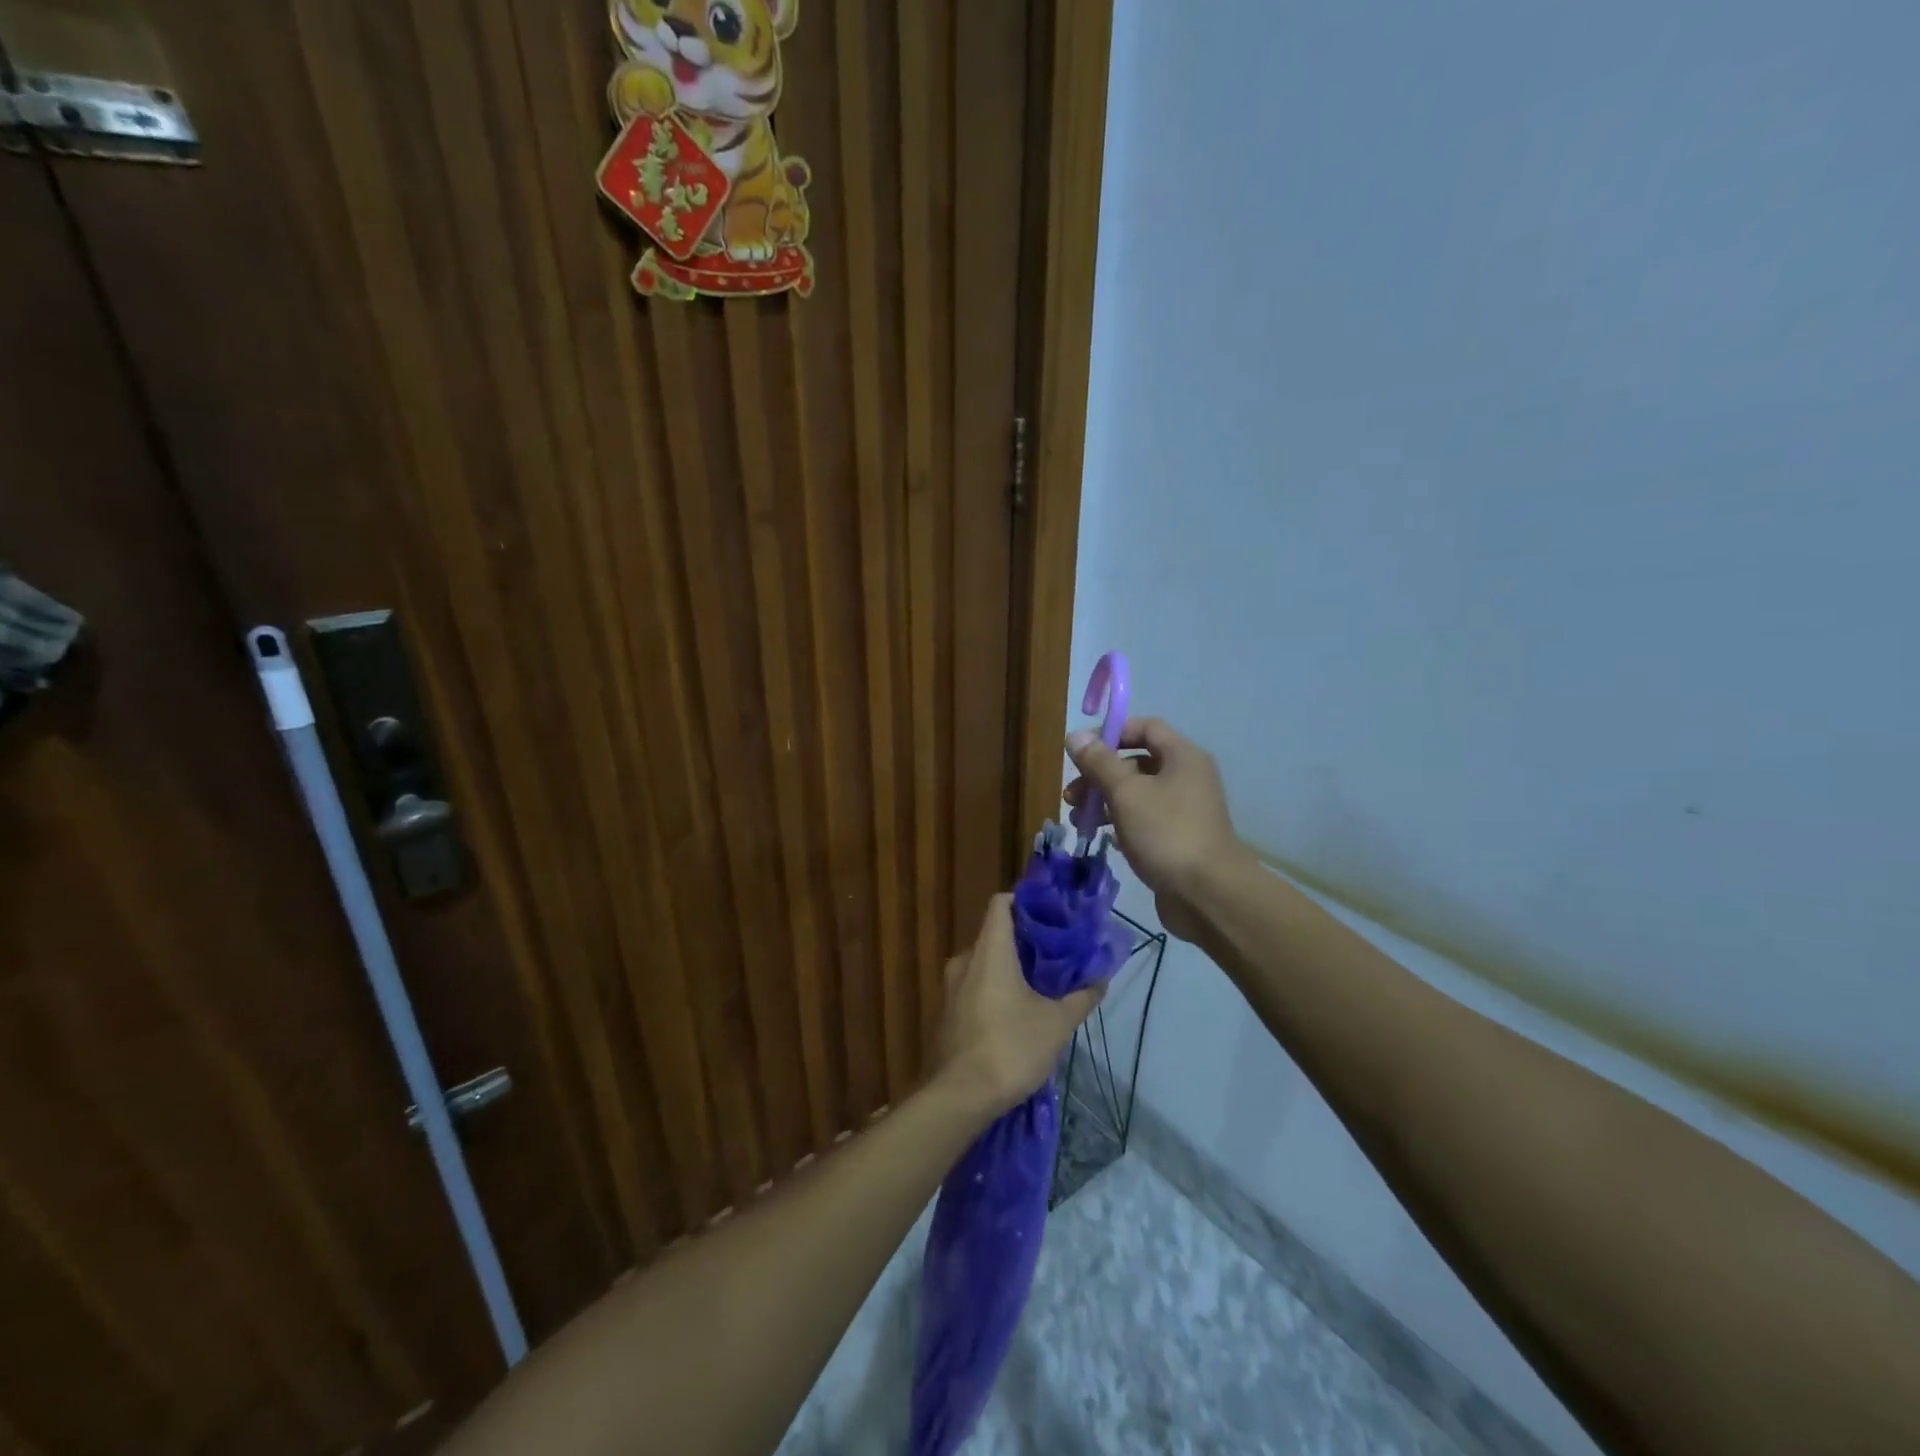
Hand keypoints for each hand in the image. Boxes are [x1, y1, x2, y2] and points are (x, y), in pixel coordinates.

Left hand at [934, 895, 1105, 1117]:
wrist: (959, 1097)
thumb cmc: (1010, 1047)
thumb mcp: (1056, 1023)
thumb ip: (1080, 997)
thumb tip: (1101, 978)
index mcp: (989, 951)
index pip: (1001, 903)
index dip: (1025, 902)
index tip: (1051, 916)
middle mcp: (964, 960)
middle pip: (994, 935)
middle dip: (1024, 942)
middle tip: (1055, 955)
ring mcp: (949, 987)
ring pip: (983, 963)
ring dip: (1009, 969)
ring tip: (1040, 986)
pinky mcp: (946, 1013)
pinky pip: (972, 987)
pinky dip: (993, 990)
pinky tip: (1015, 1014)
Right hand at [1064, 718, 1241, 938]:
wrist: (1207, 895)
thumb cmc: (1166, 833)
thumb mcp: (1126, 793)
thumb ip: (1099, 763)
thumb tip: (1075, 736)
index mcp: (1182, 757)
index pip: (1145, 727)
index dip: (1111, 733)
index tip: (1080, 751)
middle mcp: (1186, 777)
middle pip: (1136, 762)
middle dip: (1100, 775)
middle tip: (1072, 795)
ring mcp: (1184, 810)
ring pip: (1137, 794)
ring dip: (1104, 801)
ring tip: (1079, 820)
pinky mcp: (1177, 839)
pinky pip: (1144, 820)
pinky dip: (1120, 823)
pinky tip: (1101, 837)